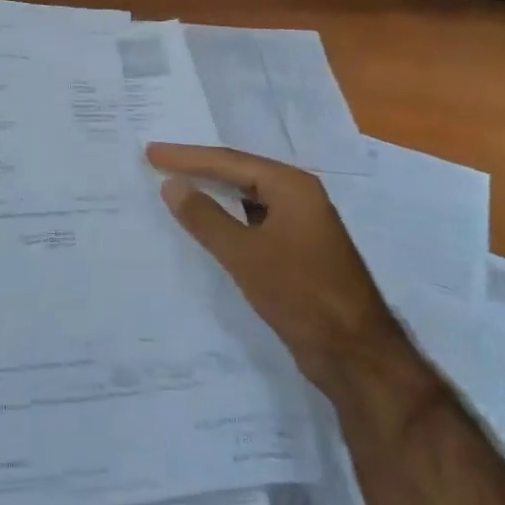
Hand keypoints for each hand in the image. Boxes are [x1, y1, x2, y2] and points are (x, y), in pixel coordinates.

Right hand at [146, 143, 388, 385]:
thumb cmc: (299, 293)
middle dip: (199, 168)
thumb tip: (172, 185)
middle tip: (158, 162)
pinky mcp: (298, 251)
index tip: (151, 152)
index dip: (187, 157)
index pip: (229, 161)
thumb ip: (205, 217)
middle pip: (240, 173)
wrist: (353, 352)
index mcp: (292, 186)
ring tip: (176, 187)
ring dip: (213, 193)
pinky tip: (207, 226)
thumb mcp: (245, 253)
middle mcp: (299, 197)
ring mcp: (301, 225)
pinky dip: (228, 218)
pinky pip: (254, 221)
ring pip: (248, 198)